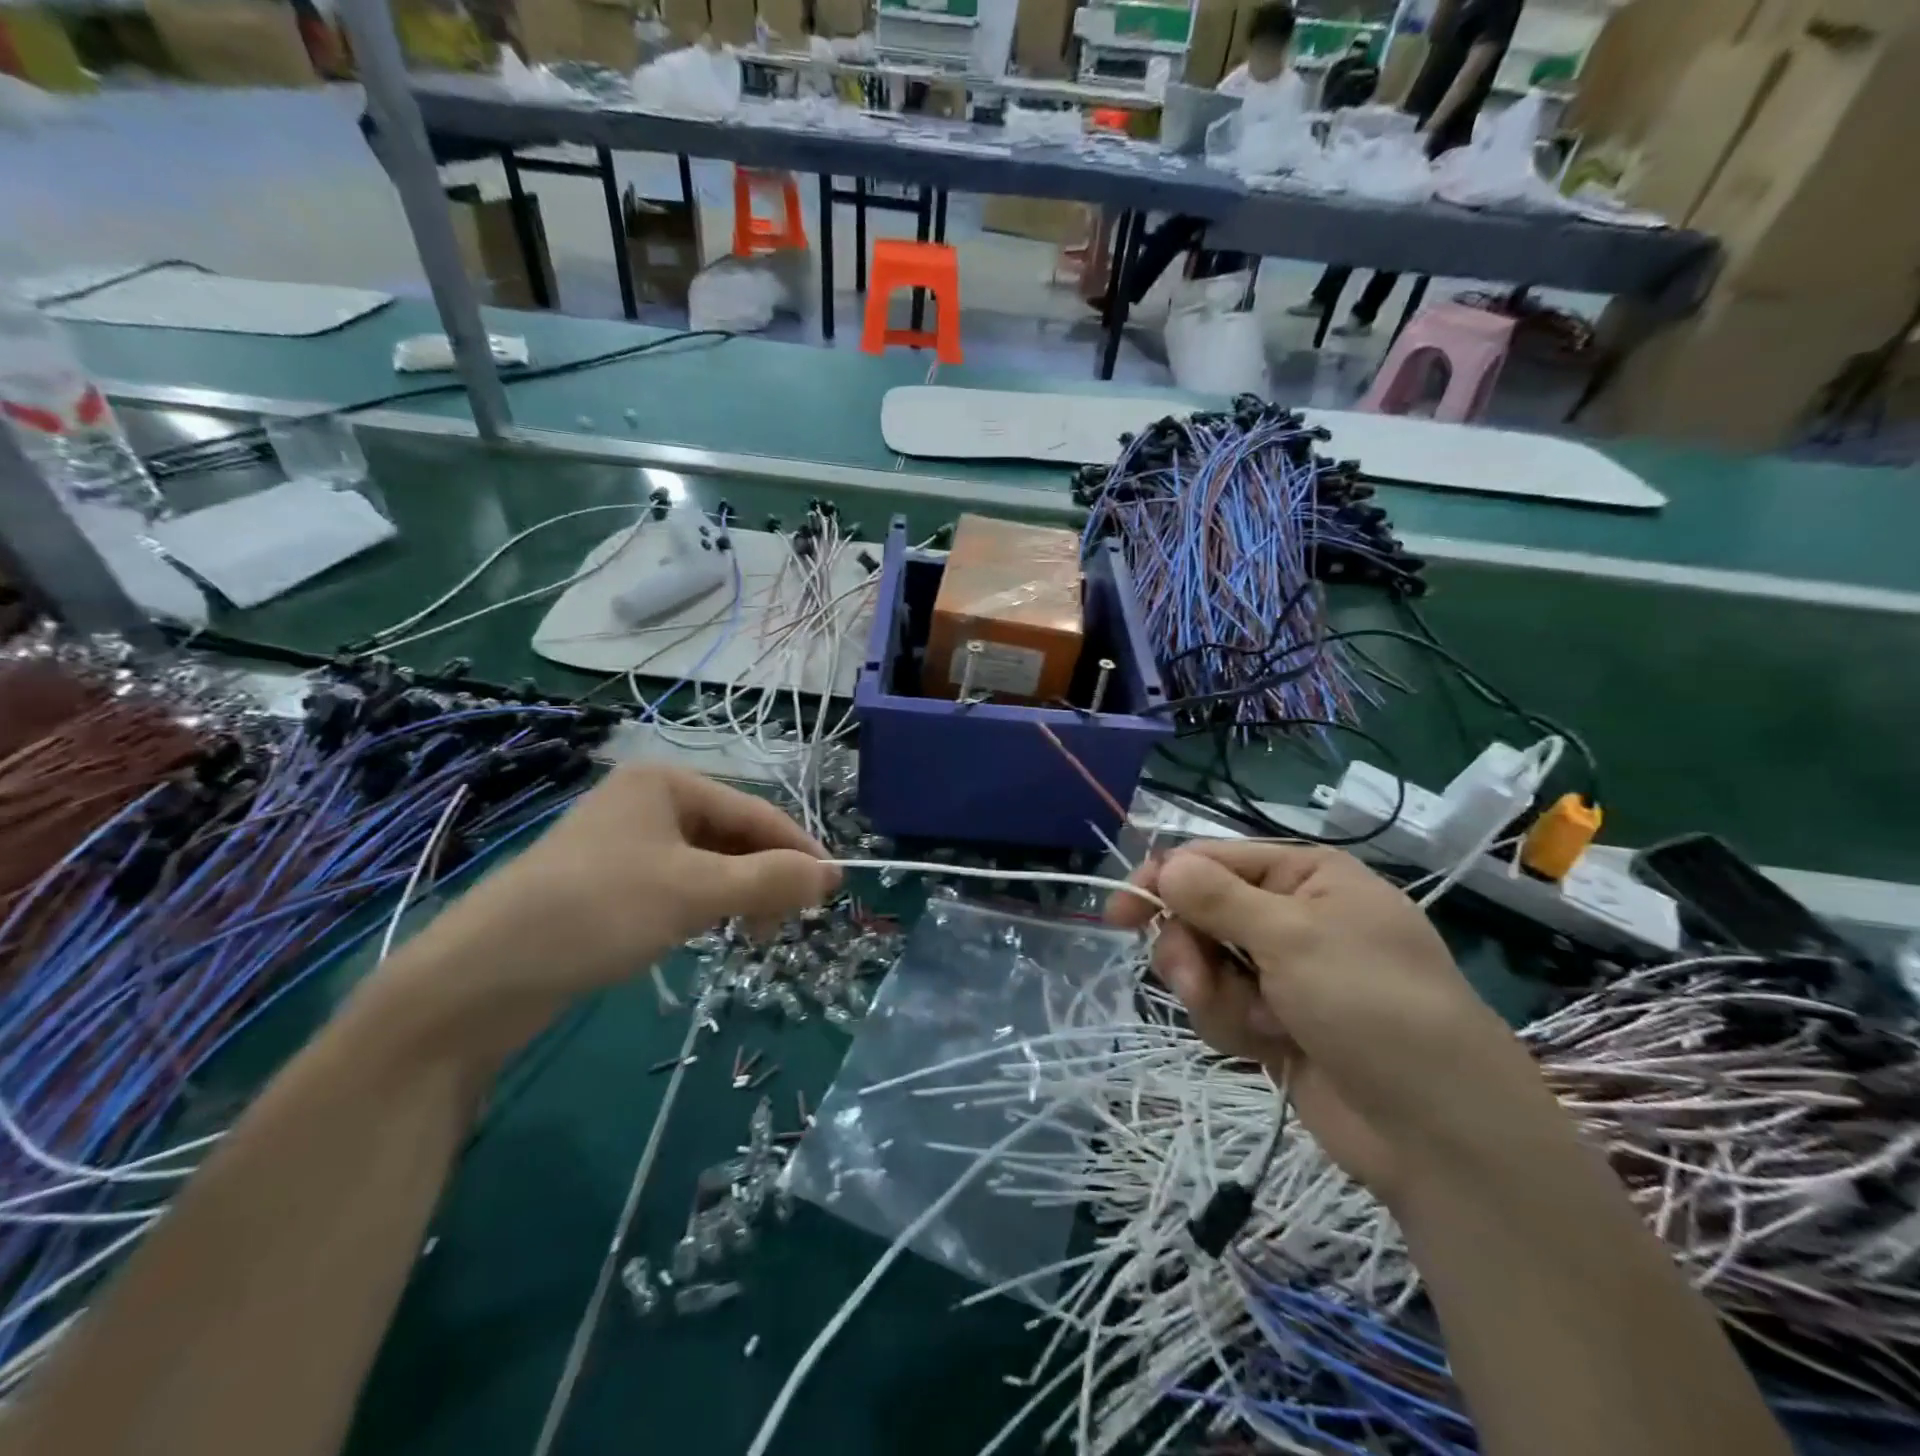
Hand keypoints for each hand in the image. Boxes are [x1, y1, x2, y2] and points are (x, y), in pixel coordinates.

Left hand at [374, 766, 838, 1054]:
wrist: (478, 978)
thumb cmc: (597, 912)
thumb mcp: (695, 893)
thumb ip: (770, 881)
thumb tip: (834, 875)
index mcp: (666, 783)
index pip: (755, 812)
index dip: (799, 850)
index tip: (835, 889)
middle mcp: (647, 802)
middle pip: (732, 835)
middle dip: (766, 876)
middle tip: (789, 923)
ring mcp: (625, 842)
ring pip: (708, 863)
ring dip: (739, 894)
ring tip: (754, 934)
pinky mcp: (609, 882)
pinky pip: (679, 883)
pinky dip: (706, 905)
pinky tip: (711, 931)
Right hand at [1108, 843, 1556, 1201]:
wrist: (1439, 1133)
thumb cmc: (1373, 1007)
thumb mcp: (1293, 938)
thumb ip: (1218, 898)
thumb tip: (1163, 864)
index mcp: (1305, 876)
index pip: (1211, 861)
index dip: (1161, 882)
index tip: (1121, 915)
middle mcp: (1290, 916)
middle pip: (1200, 913)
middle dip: (1191, 950)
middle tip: (1195, 981)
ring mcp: (1283, 972)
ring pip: (1205, 964)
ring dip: (1214, 994)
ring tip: (1254, 1023)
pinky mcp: (1275, 1021)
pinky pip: (1222, 1007)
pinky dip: (1234, 1025)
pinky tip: (1269, 1045)